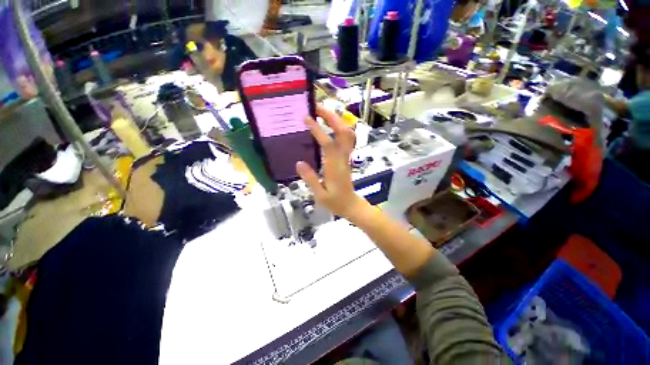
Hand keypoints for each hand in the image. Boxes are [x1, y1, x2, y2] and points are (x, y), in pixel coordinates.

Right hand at [296, 105, 366, 218]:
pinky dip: (338, 127)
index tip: (307, 118)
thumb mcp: (320, 195)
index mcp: (335, 167)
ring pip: (347, 133)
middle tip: (316, 108)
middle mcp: (343, 158)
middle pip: (343, 132)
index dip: (318, 130)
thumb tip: (299, 163)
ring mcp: (346, 156)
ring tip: (321, 112)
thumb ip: (310, 179)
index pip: (328, 144)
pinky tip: (329, 125)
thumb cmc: (335, 202)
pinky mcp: (346, 157)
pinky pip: (346, 138)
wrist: (351, 205)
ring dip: (336, 120)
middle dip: (331, 117)